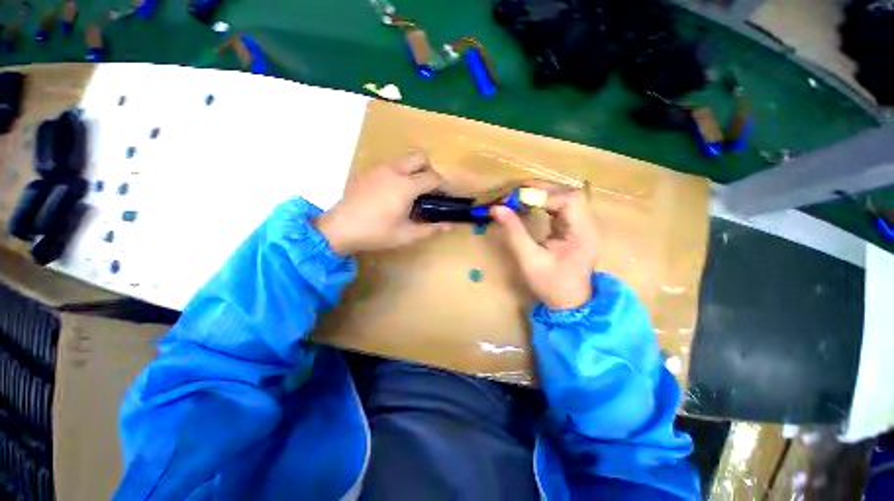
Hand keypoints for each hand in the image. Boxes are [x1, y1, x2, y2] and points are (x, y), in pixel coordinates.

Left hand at [316, 152, 450, 254]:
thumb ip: (431, 229)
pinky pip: (392, 166)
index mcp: (405, 186)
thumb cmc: (376, 233)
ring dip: (415, 171)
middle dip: (431, 171)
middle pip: (420, 158)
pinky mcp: (369, 172)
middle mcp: (394, 171)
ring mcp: (379, 169)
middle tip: (431, 190)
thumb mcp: (406, 235)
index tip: (449, 196)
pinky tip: (395, 193)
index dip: (445, 186)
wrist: (339, 228)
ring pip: (405, 160)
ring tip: (414, 193)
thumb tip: (449, 226)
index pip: (433, 178)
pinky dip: (401, 173)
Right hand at [491, 185, 597, 309]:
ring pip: (565, 198)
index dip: (543, 195)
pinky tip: (529, 206)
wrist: (570, 303)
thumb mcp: (529, 260)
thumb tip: (496, 208)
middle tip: (515, 193)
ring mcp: (582, 226)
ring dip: (542, 195)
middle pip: (569, 194)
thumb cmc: (551, 285)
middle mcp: (587, 225)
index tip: (517, 198)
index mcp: (582, 233)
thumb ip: (514, 232)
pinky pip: (561, 208)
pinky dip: (544, 203)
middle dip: (541, 190)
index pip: (568, 200)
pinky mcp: (574, 229)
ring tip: (519, 197)